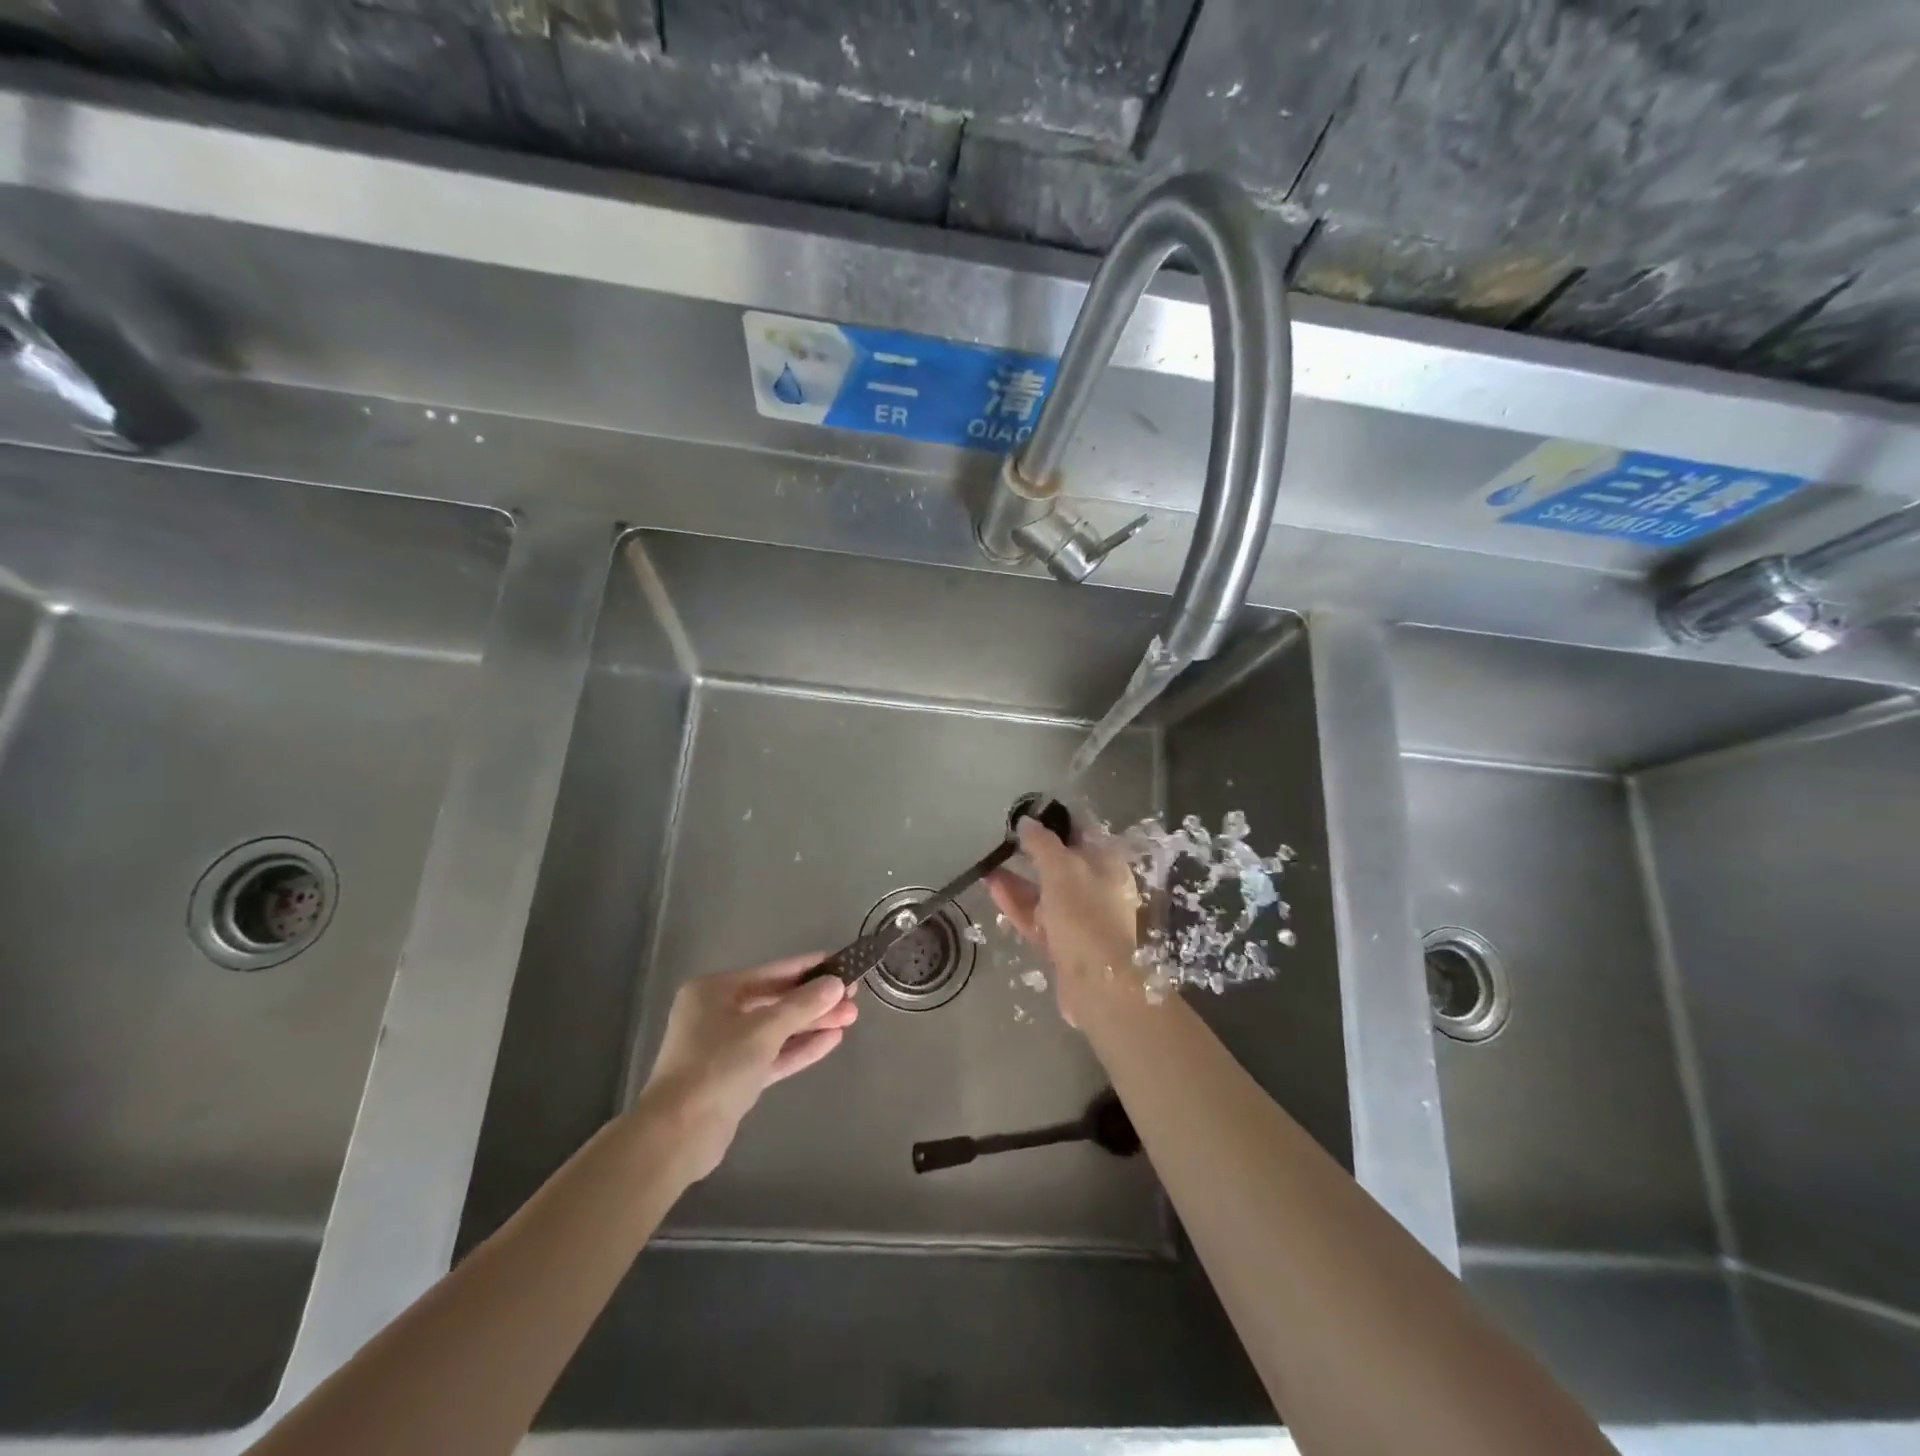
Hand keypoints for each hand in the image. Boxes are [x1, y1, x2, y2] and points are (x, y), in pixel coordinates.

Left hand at [639, 955, 858, 1181]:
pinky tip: (832, 1040)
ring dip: (811, 1024)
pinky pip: (772, 1055)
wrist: (678, 1135)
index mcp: (713, 991)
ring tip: (851, 1018)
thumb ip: (803, 1005)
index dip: (808, 968)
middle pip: (775, 1001)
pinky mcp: (735, 1078)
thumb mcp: (764, 1030)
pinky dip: (799, 1048)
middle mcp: (716, 1013)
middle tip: (853, 997)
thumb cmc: (716, 1066)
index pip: (771, 972)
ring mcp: (724, 1047)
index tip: (842, 963)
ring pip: (776, 1029)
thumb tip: (837, 983)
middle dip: (814, 1001)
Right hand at [987, 819, 1141, 1026]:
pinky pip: (1035, 914)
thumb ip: (1041, 843)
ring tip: (987, 860)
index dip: (1054, 818)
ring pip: (1044, 889)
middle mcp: (1096, 886)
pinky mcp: (1061, 941)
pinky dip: (1015, 900)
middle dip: (1031, 849)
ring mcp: (1079, 916)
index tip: (1025, 810)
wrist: (1097, 986)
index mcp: (1107, 863)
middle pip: (1061, 860)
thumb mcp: (1061, 869)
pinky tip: (990, 885)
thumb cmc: (1085, 916)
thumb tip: (1025, 822)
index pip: (1081, 829)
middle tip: (1002, 836)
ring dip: (1017, 875)